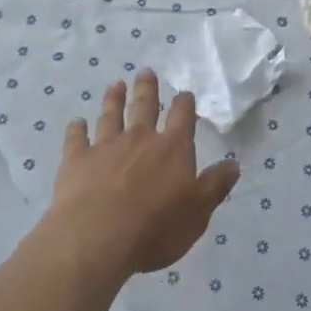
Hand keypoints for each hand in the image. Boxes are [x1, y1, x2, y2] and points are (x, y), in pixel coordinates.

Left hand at [46, 70, 240, 278]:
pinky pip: (76, 139)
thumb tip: (234, 163)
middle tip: (145, 72)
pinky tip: (76, 123)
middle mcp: (139, 139)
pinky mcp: (76, 161)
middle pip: (144, 106)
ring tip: (115, 85)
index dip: (184, 103)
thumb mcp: (198, 212)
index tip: (184, 93)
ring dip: (113, 99)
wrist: (98, 238)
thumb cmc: (156, 229)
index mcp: (172, 149)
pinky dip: (76, 130)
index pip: (182, 117)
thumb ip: (215, 186)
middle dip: (147, 88)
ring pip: (110, 116)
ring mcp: (105, 147)